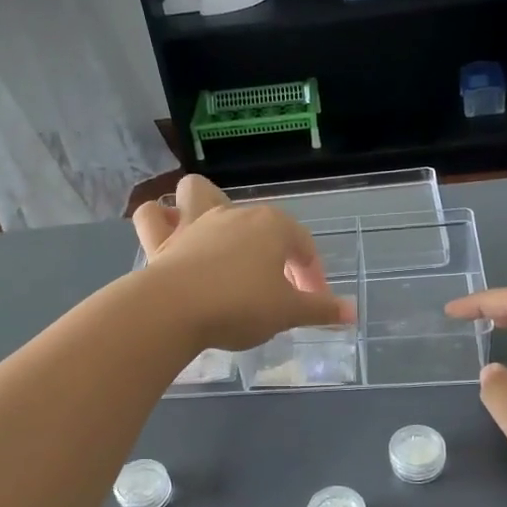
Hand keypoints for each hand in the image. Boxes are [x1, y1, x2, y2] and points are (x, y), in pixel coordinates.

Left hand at [134, 175, 352, 350]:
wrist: (176, 310)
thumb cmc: (241, 306)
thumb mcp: (288, 313)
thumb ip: (321, 310)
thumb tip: (353, 313)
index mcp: (272, 227)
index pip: (303, 246)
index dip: (312, 275)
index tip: (314, 303)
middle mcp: (234, 214)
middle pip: (261, 224)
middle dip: (272, 252)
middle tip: (275, 288)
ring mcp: (194, 222)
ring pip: (199, 193)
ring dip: (206, 204)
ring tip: (215, 235)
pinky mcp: (162, 239)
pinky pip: (154, 217)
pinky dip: (160, 220)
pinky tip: (168, 233)